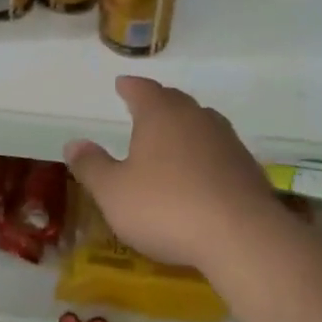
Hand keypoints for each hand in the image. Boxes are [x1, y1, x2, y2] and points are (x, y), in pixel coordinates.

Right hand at [63, 76, 282, 269]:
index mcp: (161, 115)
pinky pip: (218, 150)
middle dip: (158, 103)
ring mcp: (227, 142)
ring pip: (201, 123)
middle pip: (175, 101)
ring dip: (184, 127)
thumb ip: (91, 166)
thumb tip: (74, 143)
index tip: (121, 84)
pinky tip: (199, 172)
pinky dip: (204, 154)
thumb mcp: (113, 192)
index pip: (143, 90)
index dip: (130, 87)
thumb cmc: (166, 207)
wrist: (242, 237)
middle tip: (144, 107)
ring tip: (171, 138)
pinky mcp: (247, 168)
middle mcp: (196, 118)